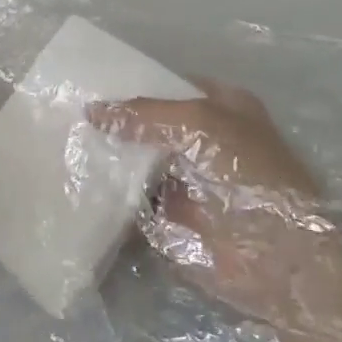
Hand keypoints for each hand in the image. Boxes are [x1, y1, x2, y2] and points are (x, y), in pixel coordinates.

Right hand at [89, 84, 341, 329]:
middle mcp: (204, 140)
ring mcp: (188, 182)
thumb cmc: (247, 173)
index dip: (132, 85)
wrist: (280, 258)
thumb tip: (93, 110)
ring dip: (109, 160)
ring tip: (61, 147)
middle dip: (115, 124)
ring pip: (140, 163)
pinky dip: (111, 198)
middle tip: (64, 115)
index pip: (167, 87)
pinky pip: (135, 202)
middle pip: (150, 126)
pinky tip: (75, 185)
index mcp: (220, 106)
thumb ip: (146, 113)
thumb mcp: (199, 123)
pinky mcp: (174, 220)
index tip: (89, 84)